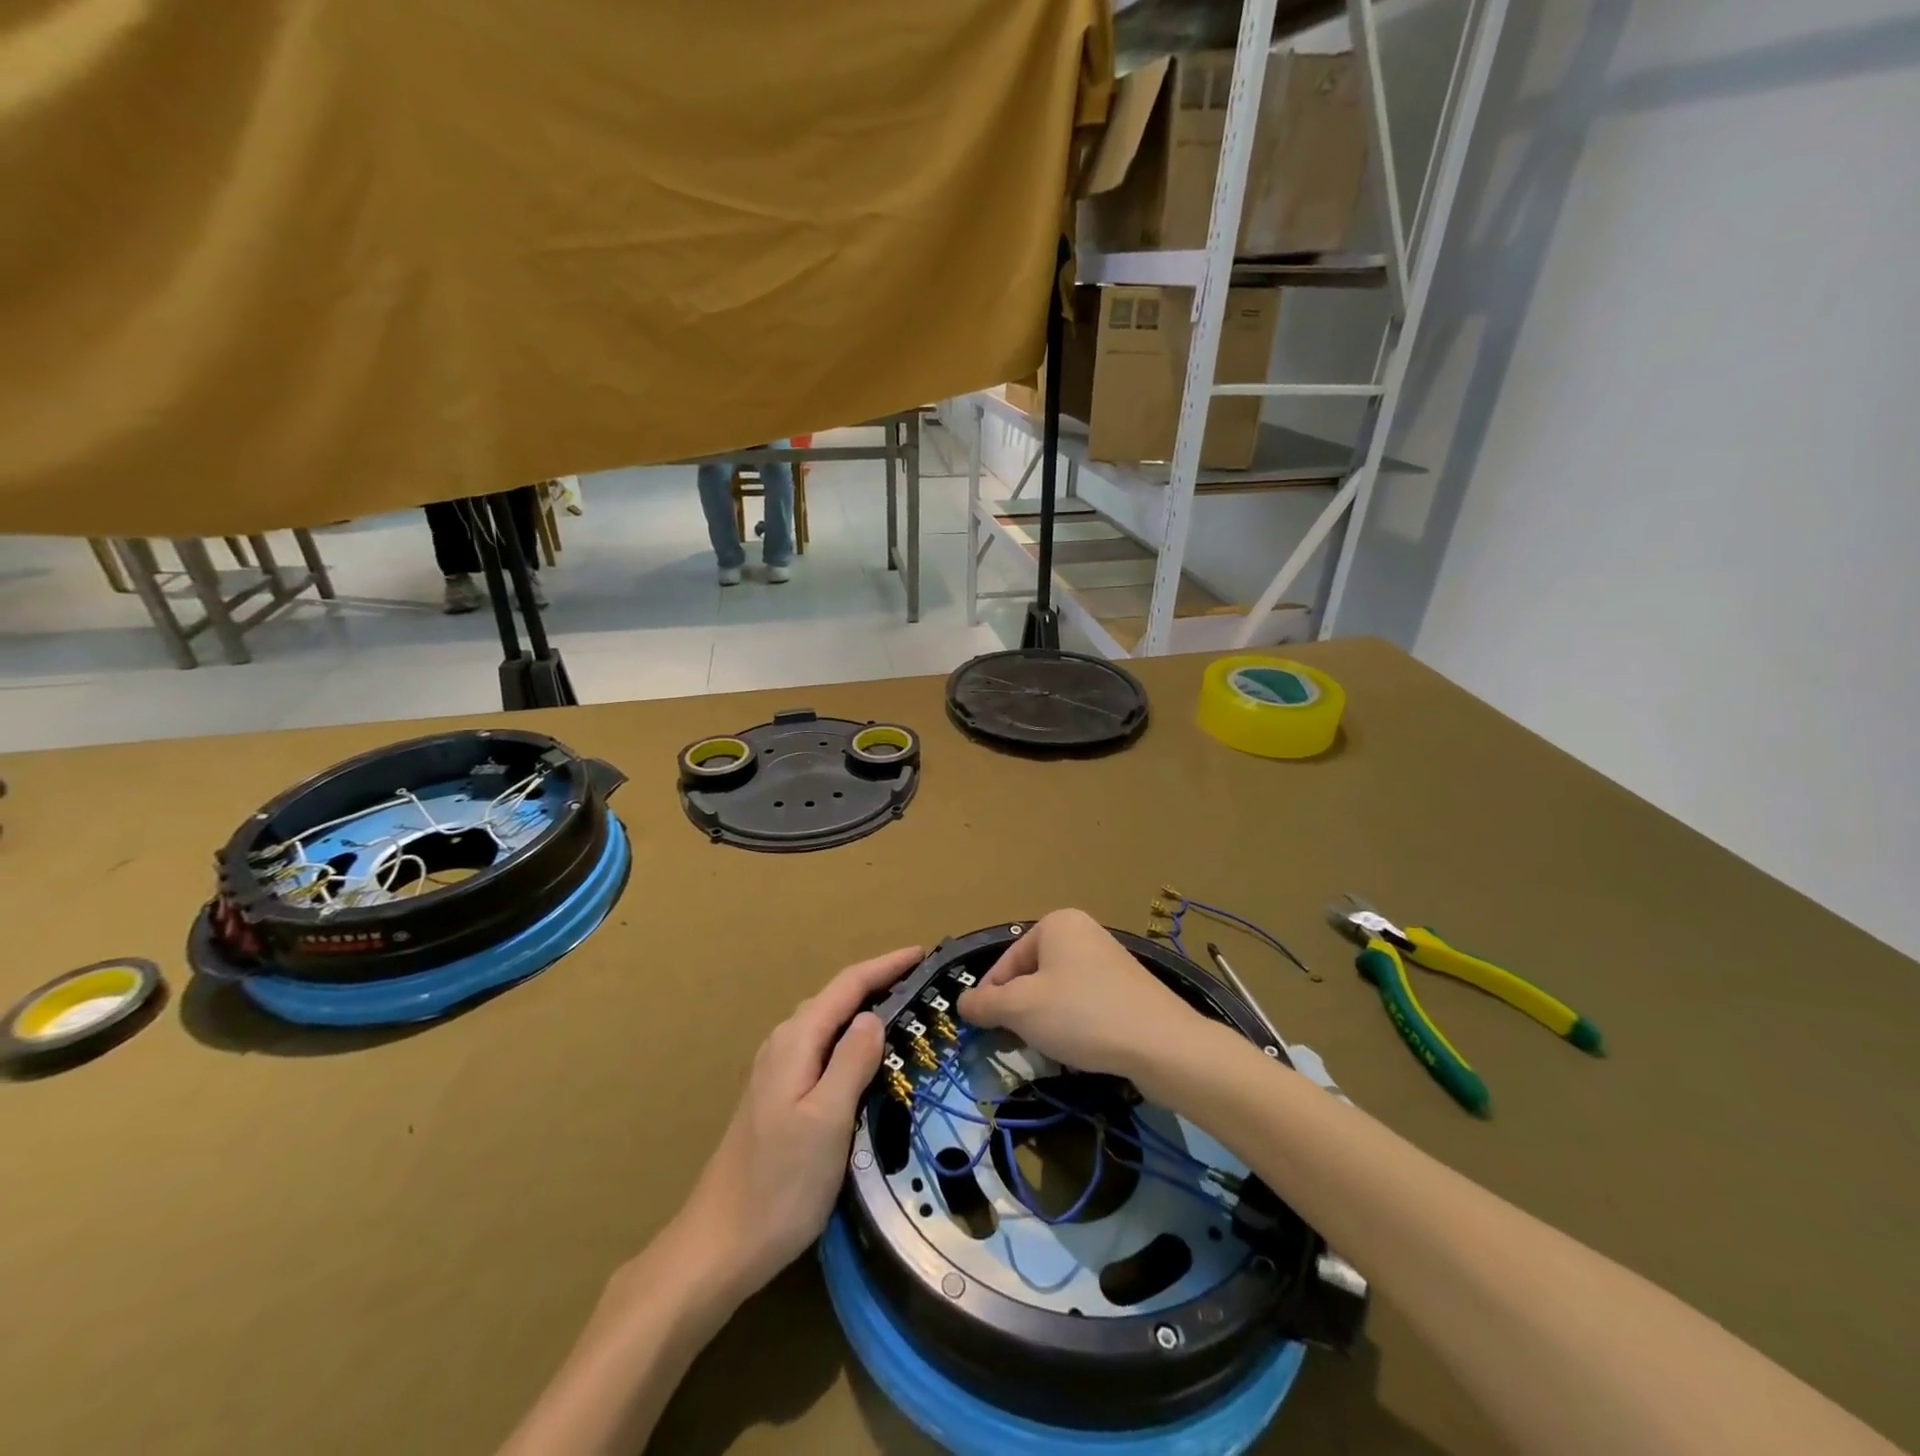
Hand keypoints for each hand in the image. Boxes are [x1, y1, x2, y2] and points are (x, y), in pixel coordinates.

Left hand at [671, 944, 921, 1307]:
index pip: (847, 986)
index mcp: (796, 1041)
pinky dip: (850, 1039)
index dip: (886, 966)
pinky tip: (867, 1059)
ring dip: (864, 1010)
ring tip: (904, 1012)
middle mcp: (783, 1044)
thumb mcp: (827, 1121)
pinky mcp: (778, 1096)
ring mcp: (777, 1071)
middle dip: (878, 982)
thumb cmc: (779, 1185)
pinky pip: (821, 1049)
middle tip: (923, 985)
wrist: (718, 1246)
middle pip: (836, 999)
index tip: (923, 953)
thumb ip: (852, 1062)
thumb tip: (874, 1016)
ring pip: (828, 1024)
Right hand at [957, 909, 1204, 1087]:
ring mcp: (1108, 958)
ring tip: (1047, 1046)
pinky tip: (1078, 1046)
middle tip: (1014, 1040)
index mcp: (1055, 924)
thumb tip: (963, 1003)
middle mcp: (1082, 931)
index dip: (989, 997)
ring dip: (1044, 1018)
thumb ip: (985, 1004)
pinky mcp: (1127, 987)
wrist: (1161, 1043)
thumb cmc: (1082, 1015)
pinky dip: (1073, 1022)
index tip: (982, 1030)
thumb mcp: (1021, 1008)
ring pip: (1057, 990)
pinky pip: (1084, 1001)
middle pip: (1031, 974)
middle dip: (1019, 1009)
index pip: (1006, 961)